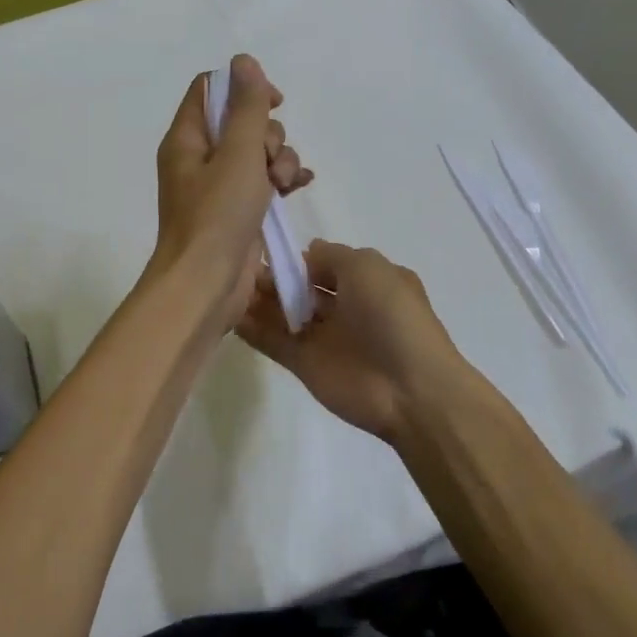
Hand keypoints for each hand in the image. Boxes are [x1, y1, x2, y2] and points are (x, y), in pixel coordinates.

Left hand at [151, 55, 311, 328]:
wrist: (206, 286)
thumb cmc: (217, 216)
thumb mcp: (237, 154)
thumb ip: (246, 107)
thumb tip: (243, 61)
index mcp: (187, 139)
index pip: (211, 90)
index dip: (243, 89)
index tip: (273, 101)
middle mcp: (199, 159)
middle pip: (240, 122)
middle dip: (268, 134)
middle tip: (270, 159)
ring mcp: (218, 187)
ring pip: (257, 152)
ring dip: (280, 160)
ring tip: (284, 184)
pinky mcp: (237, 211)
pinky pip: (264, 181)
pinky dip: (282, 179)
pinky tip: (301, 186)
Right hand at [236, 241, 471, 443]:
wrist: (410, 389)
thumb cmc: (391, 316)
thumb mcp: (367, 266)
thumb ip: (332, 255)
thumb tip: (307, 251)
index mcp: (365, 280)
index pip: (322, 263)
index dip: (295, 256)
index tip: (263, 247)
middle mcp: (344, 306)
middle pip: (299, 288)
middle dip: (272, 277)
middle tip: (238, 268)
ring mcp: (324, 337)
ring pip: (283, 314)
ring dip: (258, 301)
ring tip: (227, 286)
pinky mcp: (306, 365)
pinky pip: (274, 343)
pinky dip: (252, 330)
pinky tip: (228, 315)